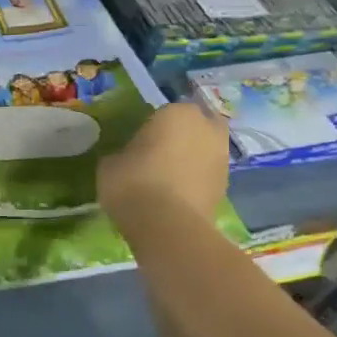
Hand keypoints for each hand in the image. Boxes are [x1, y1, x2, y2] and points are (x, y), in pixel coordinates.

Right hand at [97, 101, 231, 232]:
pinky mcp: (226, 184)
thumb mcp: (110, 163)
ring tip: (168, 174)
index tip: (138, 141)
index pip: (165, 110)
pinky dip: (196, 177)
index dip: (151, 125)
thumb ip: (122, 152)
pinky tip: (176, 191)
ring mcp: (221, 156)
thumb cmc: (132, 183)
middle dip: (183, 134)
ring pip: (205, 148)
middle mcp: (206, 127)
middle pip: (196, 124)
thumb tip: (126, 156)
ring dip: (192, 155)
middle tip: (160, 151)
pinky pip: (207, 172)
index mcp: (177, 113)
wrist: (167, 225)